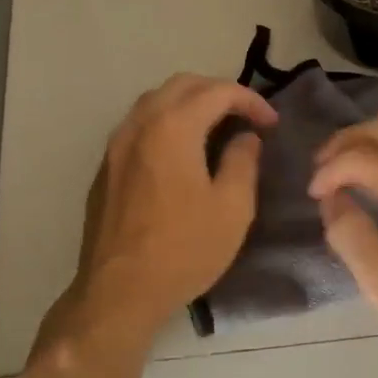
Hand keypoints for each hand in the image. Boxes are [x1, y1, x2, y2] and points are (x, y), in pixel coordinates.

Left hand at [57, 74, 277, 349]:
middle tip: (245, 116)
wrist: (119, 292)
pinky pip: (139, 126)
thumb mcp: (233, 208)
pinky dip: (166, 122)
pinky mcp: (106, 167)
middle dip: (218, 92)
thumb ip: (243, 161)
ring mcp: (116, 145)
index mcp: (173, 127)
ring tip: (216, 127)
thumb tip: (245, 137)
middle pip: (182, 85)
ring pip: (155, 102)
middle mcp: (139, 125)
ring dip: (189, 104)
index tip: (271, 124)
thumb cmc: (183, 249)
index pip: (217, 92)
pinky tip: (181, 151)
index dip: (250, 101)